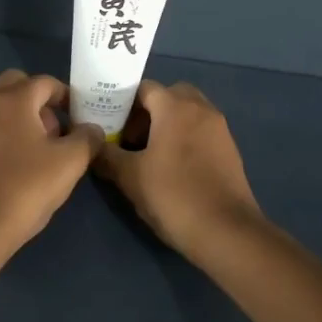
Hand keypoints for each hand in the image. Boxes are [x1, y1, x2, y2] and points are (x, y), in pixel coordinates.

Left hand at [0, 70, 104, 251]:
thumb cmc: (25, 189)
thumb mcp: (70, 164)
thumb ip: (86, 139)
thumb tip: (91, 129)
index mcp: (12, 100)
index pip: (43, 82)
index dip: (63, 95)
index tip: (74, 116)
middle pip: (11, 86)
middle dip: (33, 101)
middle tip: (49, 132)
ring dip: (9, 122)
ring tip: (24, 155)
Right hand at [94, 80, 264, 260]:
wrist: (227, 233)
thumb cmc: (173, 196)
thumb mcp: (130, 177)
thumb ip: (107, 155)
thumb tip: (92, 145)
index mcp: (175, 107)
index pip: (144, 88)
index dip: (122, 103)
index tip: (108, 124)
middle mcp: (201, 109)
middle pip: (169, 95)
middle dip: (148, 111)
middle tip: (131, 137)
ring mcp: (220, 129)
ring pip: (188, 113)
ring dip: (168, 124)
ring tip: (149, 155)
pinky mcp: (230, 150)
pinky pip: (201, 131)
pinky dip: (185, 138)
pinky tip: (172, 168)